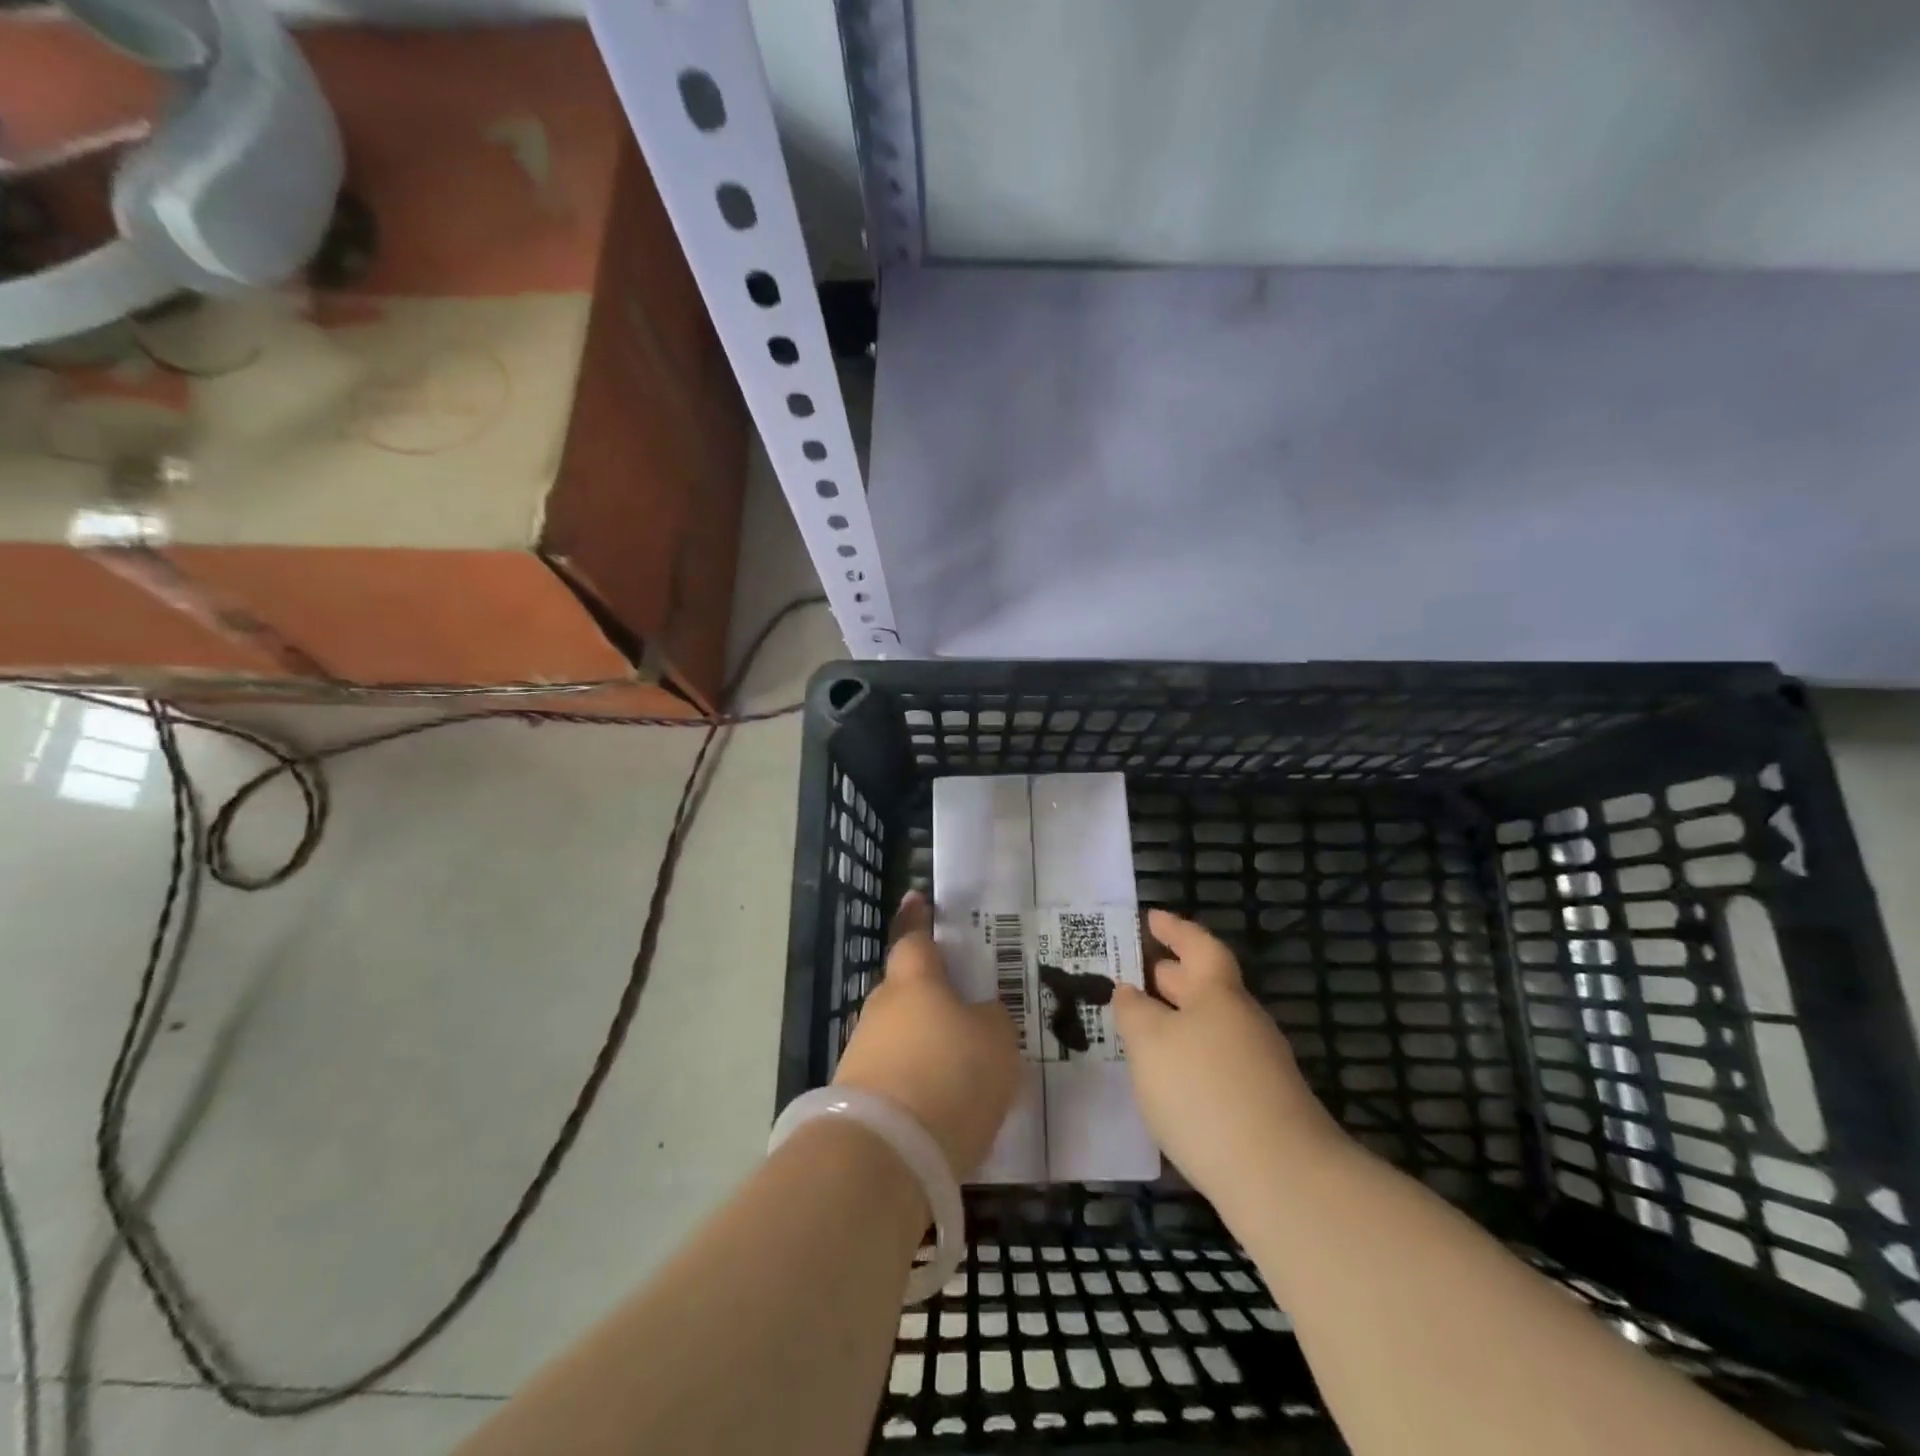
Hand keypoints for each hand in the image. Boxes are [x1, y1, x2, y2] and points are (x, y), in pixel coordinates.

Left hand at [832, 891, 1020, 1180]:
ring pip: (899, 1035)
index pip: (915, 939)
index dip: (919, 920)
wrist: (887, 1154)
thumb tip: (977, 1015)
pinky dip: (915, 1083)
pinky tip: (940, 1108)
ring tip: (959, 1070)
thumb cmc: (951, 1077)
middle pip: (905, 990)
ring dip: (923, 1045)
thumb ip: (991, 1020)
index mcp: (915, 982)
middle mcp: (882, 1008)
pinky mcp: (856, 1096)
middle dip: (928, 996)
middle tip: (962, 1011)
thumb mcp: (997, 1043)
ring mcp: (863, 1052)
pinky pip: (895, 1075)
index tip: (916, 898)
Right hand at [1114, 910, 1343, 1211]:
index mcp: (1218, 993)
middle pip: (1204, 985)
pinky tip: (1167, 1078)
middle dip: (1169, 975)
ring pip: (1209, 1025)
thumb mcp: (1150, 1042)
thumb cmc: (1203, 1091)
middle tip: (1134, 971)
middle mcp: (1242, 1020)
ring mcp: (1257, 1064)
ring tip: (1140, 1027)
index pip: (1198, 945)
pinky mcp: (1261, 1104)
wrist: (1280, 1178)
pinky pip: (1215, 1060)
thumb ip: (1134, 1011)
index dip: (1174, 929)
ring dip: (1176, 1018)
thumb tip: (1129, 991)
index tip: (1150, 918)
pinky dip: (1188, 1055)